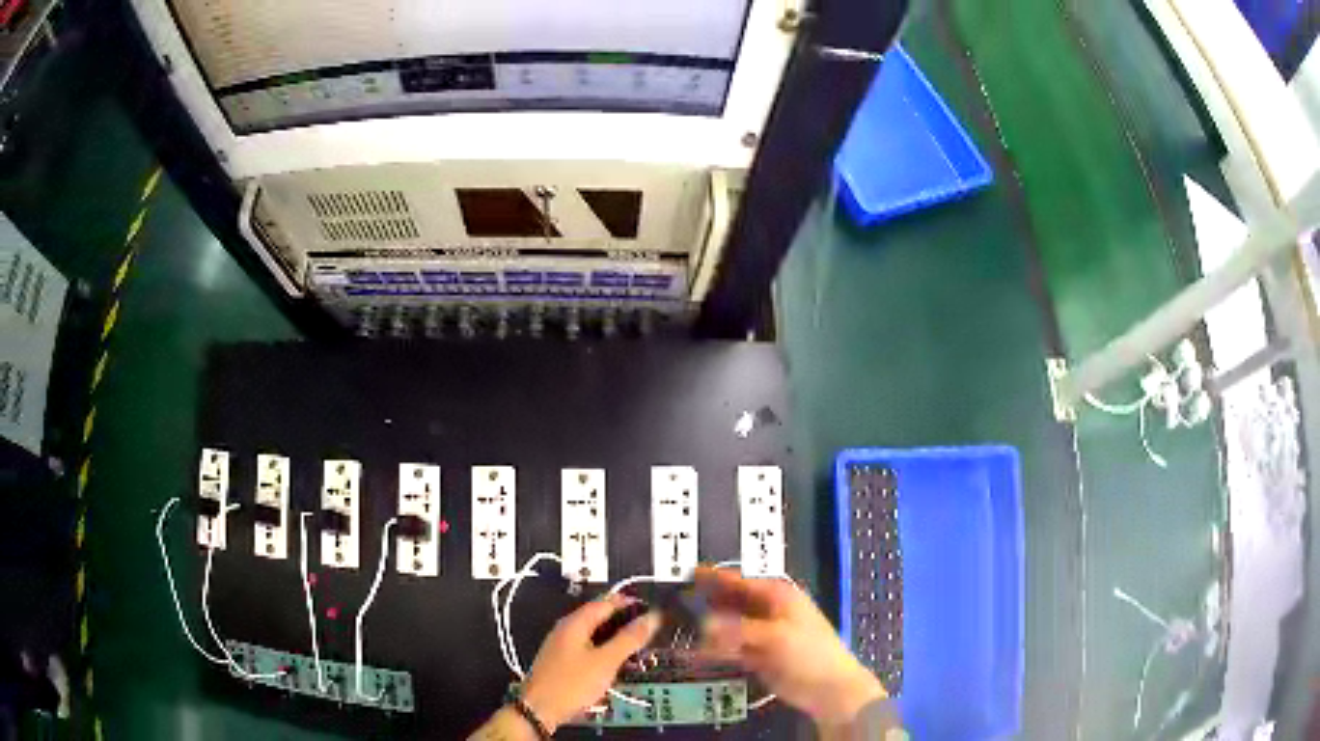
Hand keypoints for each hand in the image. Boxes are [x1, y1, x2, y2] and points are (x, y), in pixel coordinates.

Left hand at [521, 594, 661, 732]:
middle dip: (623, 622)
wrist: (540, 709)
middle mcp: (566, 629)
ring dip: (615, 638)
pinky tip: (615, 663)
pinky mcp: (561, 662)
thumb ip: (629, 639)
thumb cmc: (573, 682)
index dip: (628, 603)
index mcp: (575, 623)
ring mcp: (561, 646)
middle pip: (598, 617)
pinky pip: (587, 648)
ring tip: (637, 648)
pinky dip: (604, 651)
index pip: (605, 603)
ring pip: (593, 635)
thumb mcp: (606, 661)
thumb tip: (652, 616)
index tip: (651, 609)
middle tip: (648, 631)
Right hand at [695, 566, 885, 729]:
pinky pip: (730, 649)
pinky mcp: (757, 656)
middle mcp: (768, 611)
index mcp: (778, 596)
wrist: (828, 688)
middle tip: (676, 605)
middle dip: (706, 604)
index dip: (714, 577)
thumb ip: (737, 629)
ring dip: (707, 630)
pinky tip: (694, 653)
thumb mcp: (775, 636)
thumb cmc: (808, 652)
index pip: (740, 581)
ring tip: (678, 630)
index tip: (688, 573)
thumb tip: (703, 623)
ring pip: (728, 627)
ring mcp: (762, 634)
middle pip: (731, 603)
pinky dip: (714, 650)